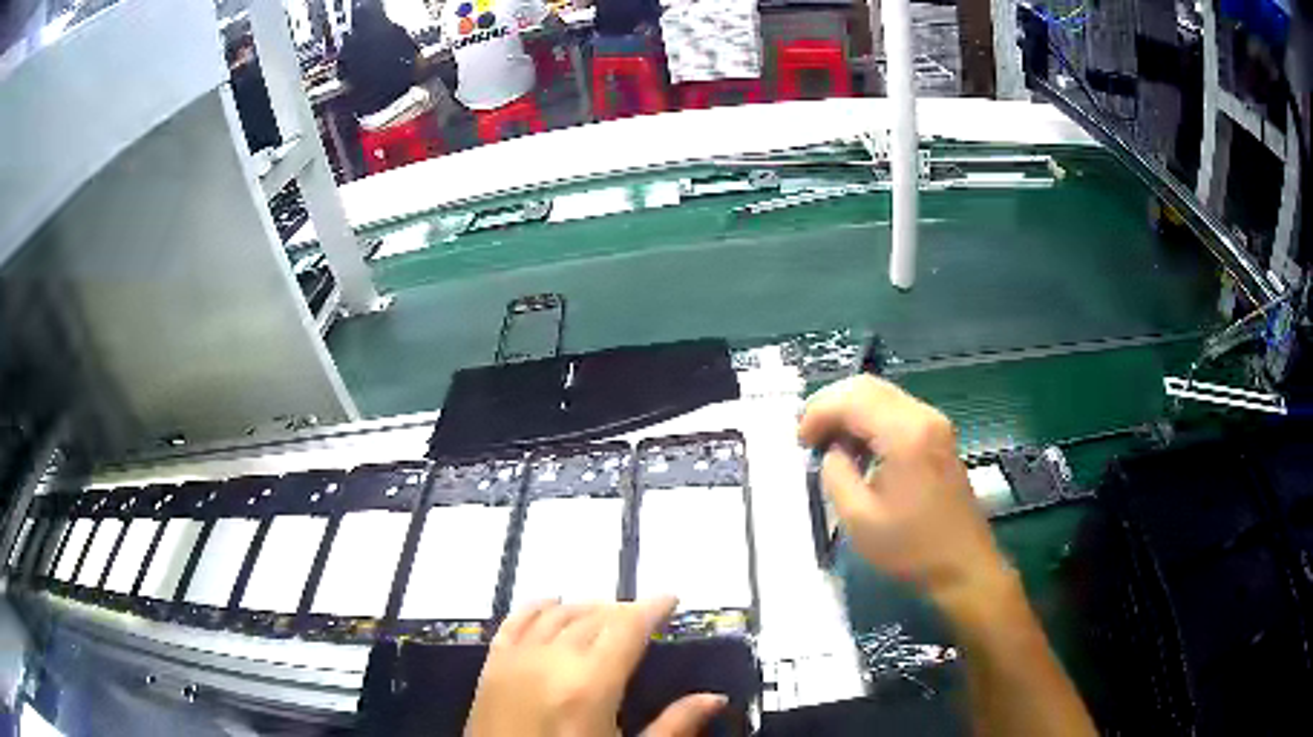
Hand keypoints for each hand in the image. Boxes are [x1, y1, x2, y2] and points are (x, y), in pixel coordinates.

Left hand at [466, 597, 726, 736]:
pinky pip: (514, 622)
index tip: (671, 599)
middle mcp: (551, 661)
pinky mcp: (492, 667)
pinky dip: (536, 607)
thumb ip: (673, 726)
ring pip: (556, 613)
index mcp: (590, 685)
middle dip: (623, 611)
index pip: (627, 627)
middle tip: (645, 618)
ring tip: (607, 614)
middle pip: (594, 617)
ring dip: (586, 608)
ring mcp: (516, 660)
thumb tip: (714, 698)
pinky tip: (550, 603)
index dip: (652, 607)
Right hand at [798, 375, 1009, 613]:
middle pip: (868, 386)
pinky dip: (868, 419)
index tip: (800, 443)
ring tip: (827, 443)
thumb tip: (832, 452)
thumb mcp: (860, 519)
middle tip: (808, 438)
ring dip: (849, 410)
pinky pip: (896, 410)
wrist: (963, 566)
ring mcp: (935, 423)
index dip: (818, 413)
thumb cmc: (911, 549)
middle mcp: (923, 416)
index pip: (852, 398)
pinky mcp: (938, 436)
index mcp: (906, 434)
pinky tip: (857, 449)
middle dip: (831, 405)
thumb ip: (836, 475)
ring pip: (882, 394)